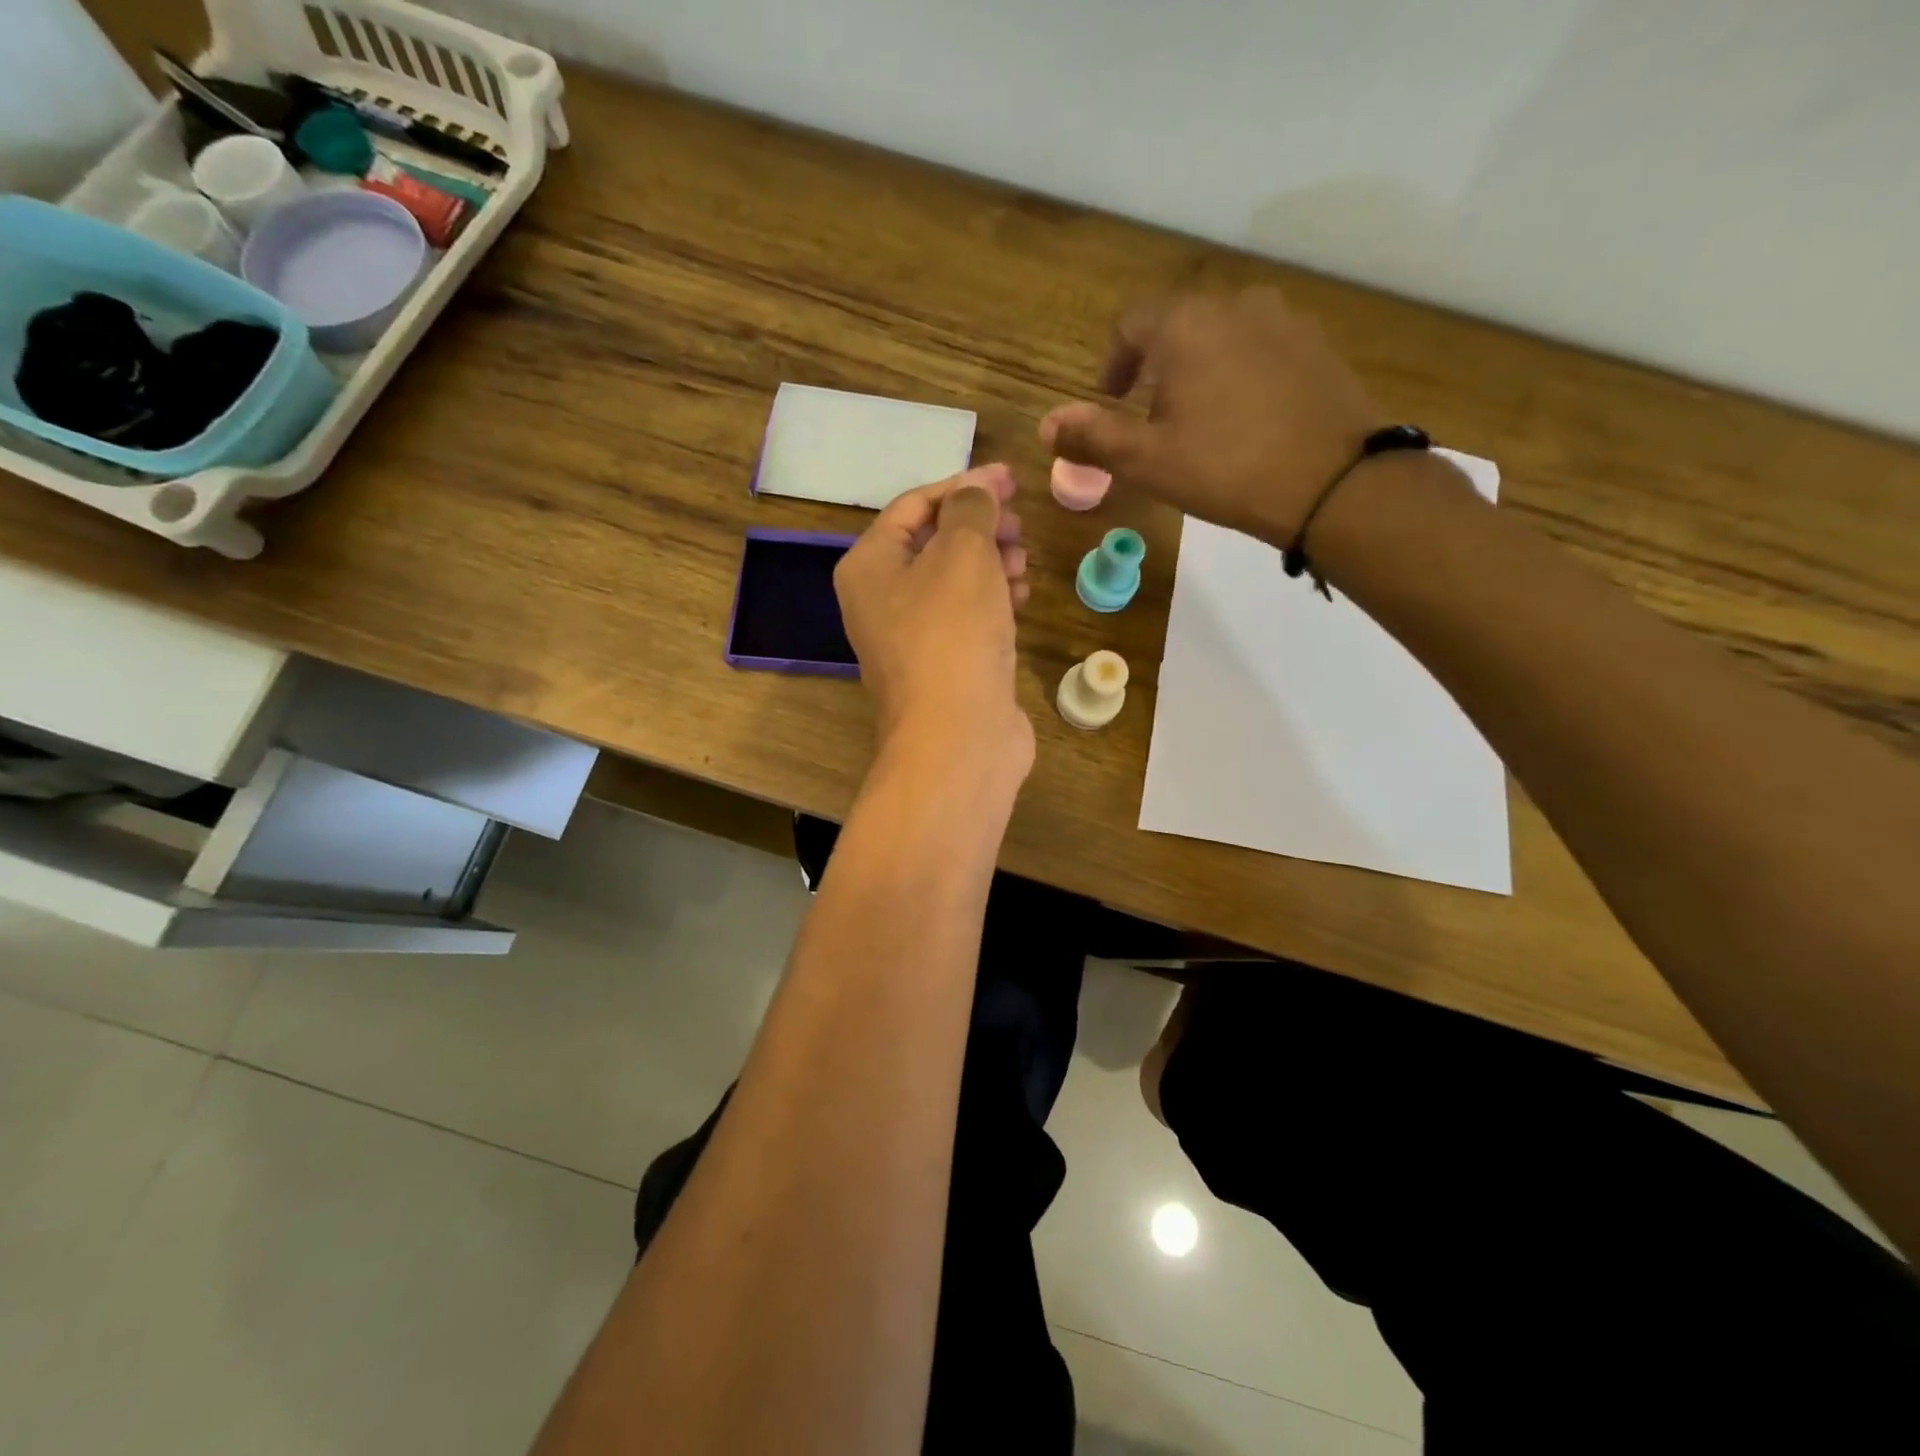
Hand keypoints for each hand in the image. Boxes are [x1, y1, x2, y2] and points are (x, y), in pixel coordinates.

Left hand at [834, 463, 1033, 775]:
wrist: (957, 738)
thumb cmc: (952, 634)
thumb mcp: (962, 553)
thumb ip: (971, 510)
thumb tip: (976, 493)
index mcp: (870, 565)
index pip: (914, 505)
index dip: (963, 484)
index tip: (1011, 479)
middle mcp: (881, 600)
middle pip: (933, 543)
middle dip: (980, 526)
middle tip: (1019, 524)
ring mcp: (911, 638)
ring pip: (953, 582)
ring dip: (990, 563)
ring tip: (1022, 561)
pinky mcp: (942, 666)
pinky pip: (965, 618)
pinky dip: (992, 601)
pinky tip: (1020, 598)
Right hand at [1040, 288, 1387, 547]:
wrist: (1332, 481)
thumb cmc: (1225, 467)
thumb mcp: (1146, 460)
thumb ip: (1093, 437)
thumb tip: (1047, 424)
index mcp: (1184, 325)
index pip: (1131, 325)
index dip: (1113, 363)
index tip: (1111, 400)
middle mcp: (1234, 304)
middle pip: (1179, 325)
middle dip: (1157, 366)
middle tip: (1153, 418)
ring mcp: (1283, 319)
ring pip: (1223, 335)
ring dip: (1201, 367)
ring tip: (1201, 419)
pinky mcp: (1317, 344)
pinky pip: (1262, 348)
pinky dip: (1242, 373)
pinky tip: (1248, 418)